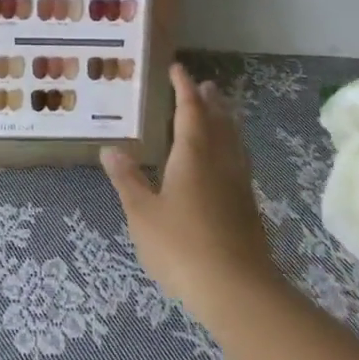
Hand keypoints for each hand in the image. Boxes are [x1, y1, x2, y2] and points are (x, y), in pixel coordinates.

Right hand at [102, 64, 279, 317]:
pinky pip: (238, 161)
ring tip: (219, 113)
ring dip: (225, 121)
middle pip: (218, 121)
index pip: (190, 109)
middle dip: (210, 101)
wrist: (238, 290)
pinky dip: (230, 147)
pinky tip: (225, 162)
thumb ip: (128, 180)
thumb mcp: (142, 213)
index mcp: (193, 154)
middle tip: (204, 85)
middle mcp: (220, 161)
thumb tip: (111, 149)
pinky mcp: (248, 208)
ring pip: (233, 141)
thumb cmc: (182, 246)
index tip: (178, 69)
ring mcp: (238, 184)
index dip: (183, 88)